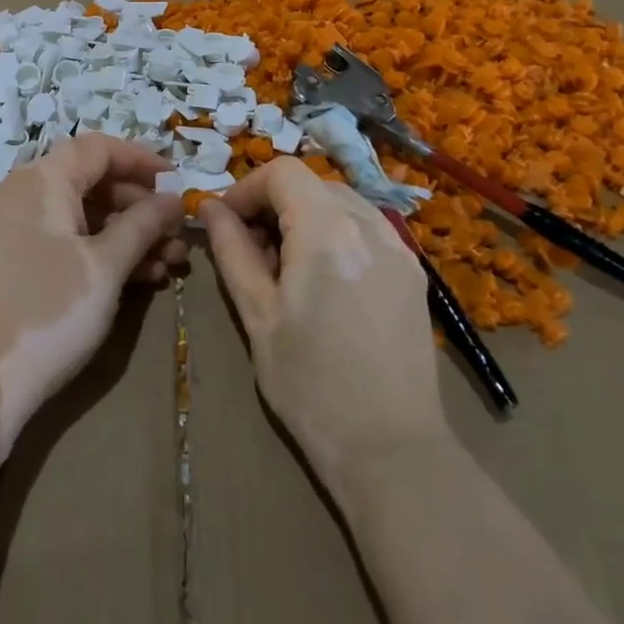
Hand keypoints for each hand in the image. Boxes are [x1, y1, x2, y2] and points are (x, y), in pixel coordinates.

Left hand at [0, 134, 184, 451]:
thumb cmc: (49, 310)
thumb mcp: (105, 266)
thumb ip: (142, 225)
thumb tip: (172, 199)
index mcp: (41, 180)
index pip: (98, 148)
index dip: (142, 160)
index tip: (178, 183)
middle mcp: (23, 193)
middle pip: (91, 181)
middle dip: (140, 206)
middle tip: (177, 235)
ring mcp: (16, 228)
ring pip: (82, 215)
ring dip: (127, 234)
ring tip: (169, 264)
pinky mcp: (14, 260)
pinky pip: (65, 239)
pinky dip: (100, 251)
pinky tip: (139, 278)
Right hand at [199, 159, 449, 487]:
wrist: (391, 451)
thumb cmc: (310, 384)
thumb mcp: (257, 313)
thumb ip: (232, 249)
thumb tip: (210, 207)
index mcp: (328, 230)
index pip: (282, 172)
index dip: (246, 188)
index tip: (225, 223)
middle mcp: (371, 224)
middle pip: (311, 184)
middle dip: (273, 204)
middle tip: (250, 250)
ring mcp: (400, 247)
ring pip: (339, 203)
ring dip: (304, 216)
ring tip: (285, 267)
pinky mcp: (413, 273)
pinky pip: (365, 229)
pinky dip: (335, 234)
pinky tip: (323, 281)